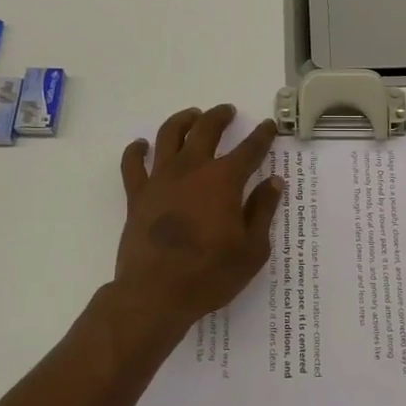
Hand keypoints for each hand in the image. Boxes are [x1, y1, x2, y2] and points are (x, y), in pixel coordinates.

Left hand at [113, 106, 284, 334]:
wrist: (156, 293)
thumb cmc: (210, 274)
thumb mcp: (252, 249)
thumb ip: (262, 210)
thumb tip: (273, 182)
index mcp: (224, 180)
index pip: (249, 150)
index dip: (262, 136)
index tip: (268, 126)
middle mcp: (192, 169)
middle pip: (206, 130)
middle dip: (219, 117)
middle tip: (227, 112)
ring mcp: (160, 179)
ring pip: (169, 135)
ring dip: (183, 120)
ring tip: (192, 116)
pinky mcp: (137, 195)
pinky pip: (133, 164)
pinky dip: (136, 150)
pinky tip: (142, 145)